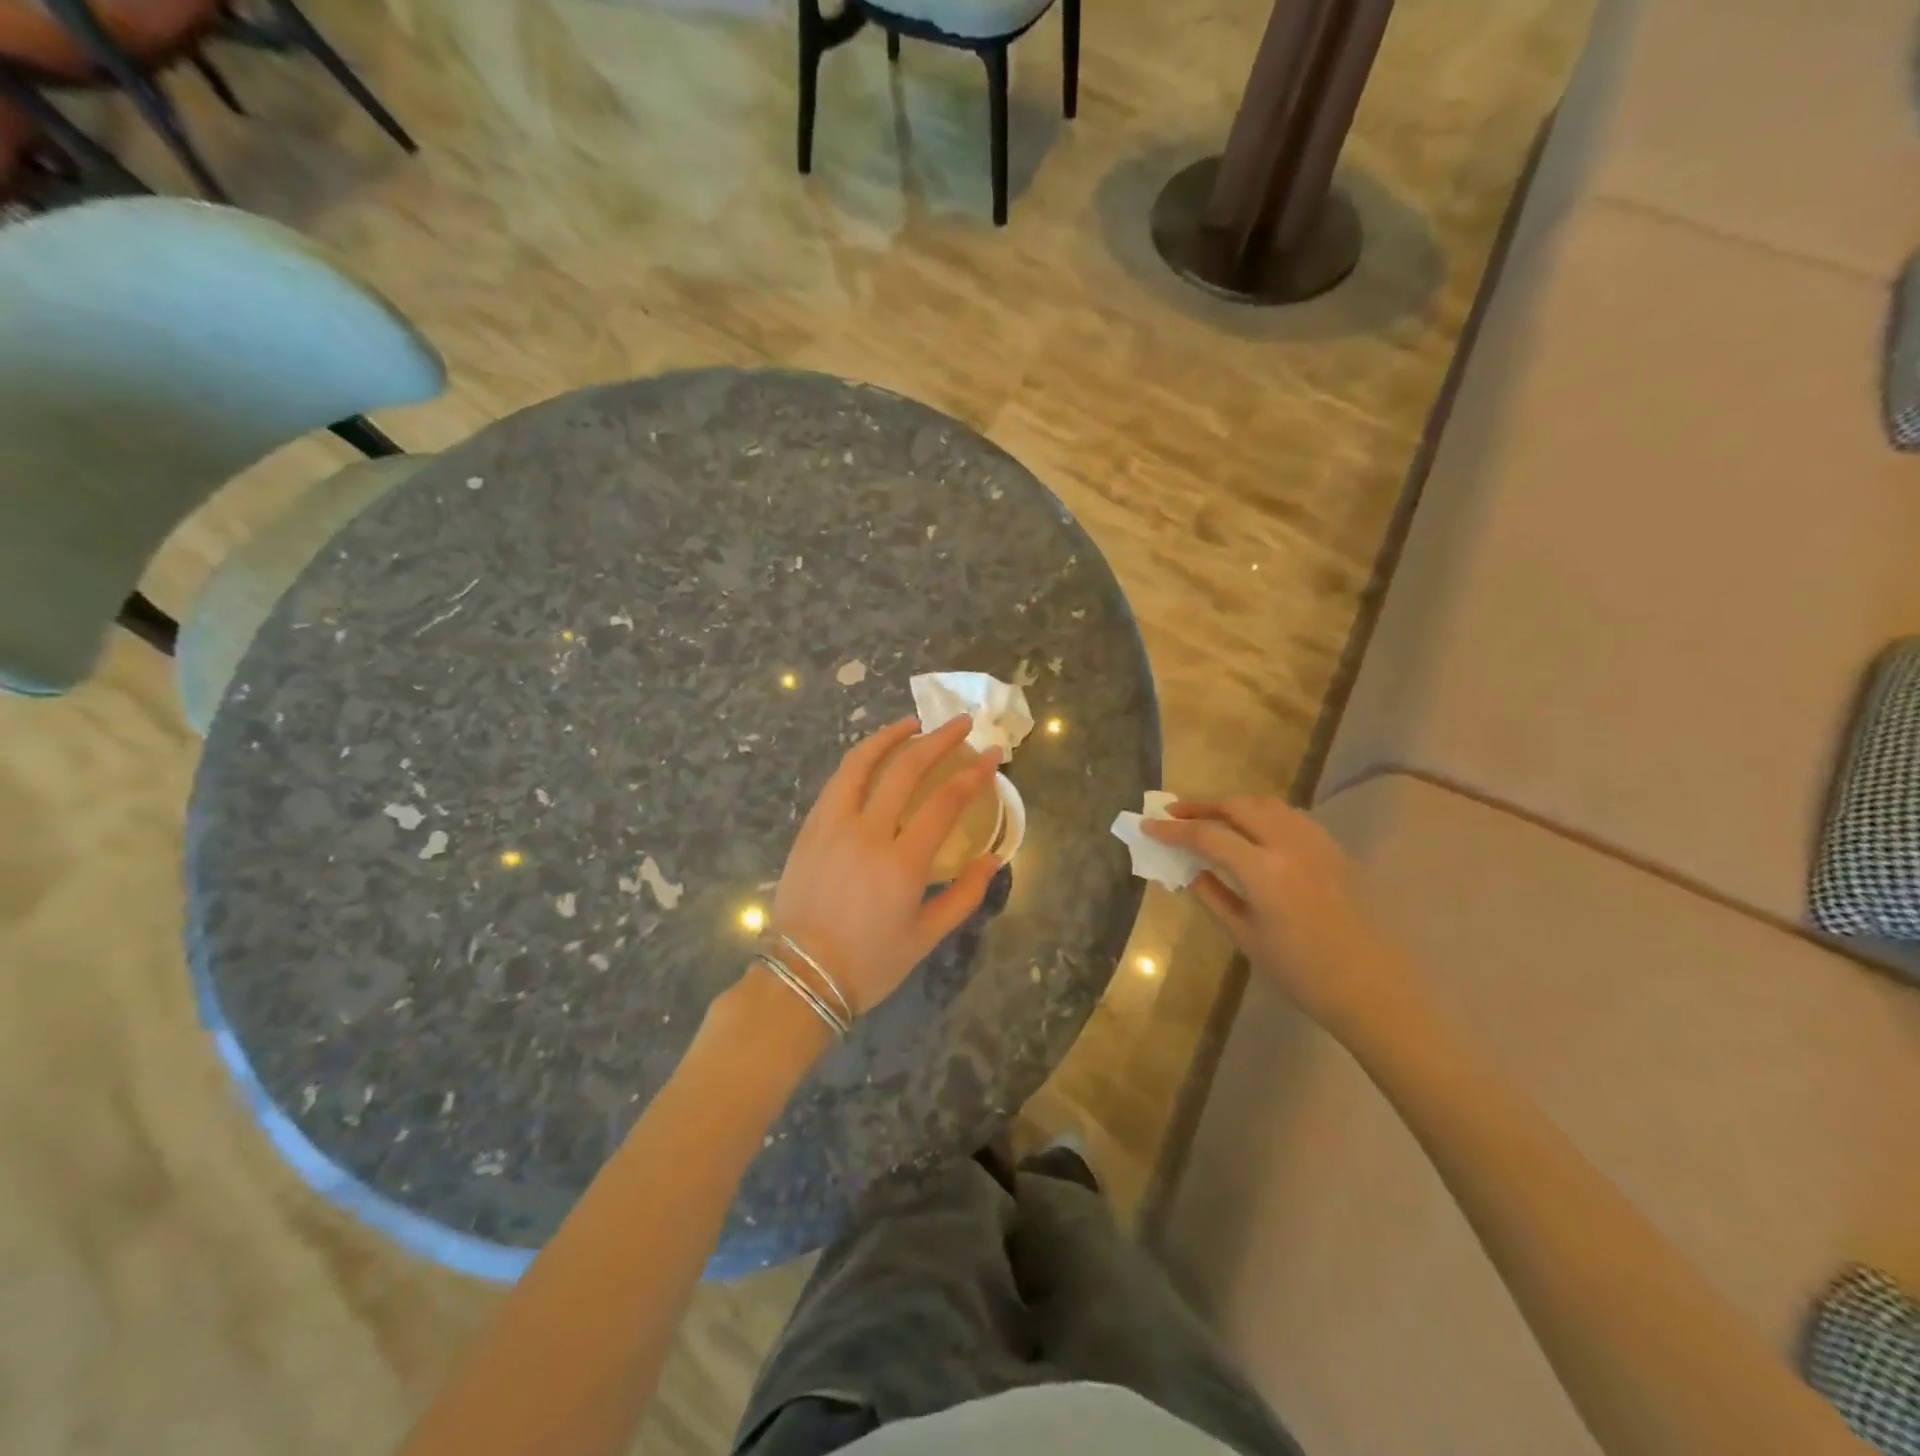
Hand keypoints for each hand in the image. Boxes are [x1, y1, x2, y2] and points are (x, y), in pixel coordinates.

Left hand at [769, 716, 1002, 1017]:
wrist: (802, 975)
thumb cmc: (870, 962)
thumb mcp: (926, 936)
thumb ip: (964, 894)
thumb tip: (991, 858)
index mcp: (902, 863)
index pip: (945, 801)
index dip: (974, 773)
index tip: (992, 753)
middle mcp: (867, 833)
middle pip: (906, 769)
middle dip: (939, 739)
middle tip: (961, 723)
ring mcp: (833, 826)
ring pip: (862, 763)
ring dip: (891, 736)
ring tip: (913, 723)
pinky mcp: (810, 829)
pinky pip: (837, 782)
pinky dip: (859, 760)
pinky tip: (873, 757)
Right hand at [1144, 798, 1427, 1038]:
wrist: (1370, 988)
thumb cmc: (1300, 973)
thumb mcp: (1245, 937)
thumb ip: (1213, 896)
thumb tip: (1190, 870)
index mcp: (1263, 871)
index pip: (1208, 836)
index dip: (1173, 830)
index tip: (1148, 825)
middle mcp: (1289, 845)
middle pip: (1237, 806)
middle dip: (1201, 806)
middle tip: (1174, 814)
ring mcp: (1315, 843)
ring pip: (1266, 804)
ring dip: (1232, 805)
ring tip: (1209, 817)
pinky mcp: (1332, 849)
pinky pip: (1290, 816)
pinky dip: (1262, 814)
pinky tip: (1252, 830)